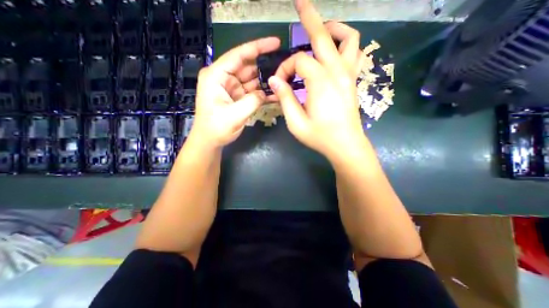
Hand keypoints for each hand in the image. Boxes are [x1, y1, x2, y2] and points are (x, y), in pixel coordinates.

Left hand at [190, 37, 282, 147]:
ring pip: (251, 79)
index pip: (238, 55)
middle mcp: (223, 78)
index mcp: (216, 76)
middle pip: (247, 66)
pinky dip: (261, 93)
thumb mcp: (235, 115)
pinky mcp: (237, 96)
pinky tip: (274, 94)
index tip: (276, 43)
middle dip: (265, 67)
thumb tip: (266, 93)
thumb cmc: (216, 128)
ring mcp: (231, 87)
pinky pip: (251, 91)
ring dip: (265, 82)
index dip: (258, 47)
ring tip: (282, 82)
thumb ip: (253, 101)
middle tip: (283, 69)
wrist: (210, 140)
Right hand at [268, 0, 365, 161]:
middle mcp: (337, 72)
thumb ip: (284, 98)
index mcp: (320, 82)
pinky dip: (346, 44)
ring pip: (348, 39)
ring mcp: (349, 75)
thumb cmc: (320, 136)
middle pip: (324, 36)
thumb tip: (274, 80)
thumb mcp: (296, 122)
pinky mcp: (353, 81)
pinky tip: (335, 50)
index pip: (298, 61)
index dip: (285, 68)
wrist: (345, 145)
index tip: (280, 83)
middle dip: (310, 17)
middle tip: (300, 2)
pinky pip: (355, 53)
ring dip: (334, 29)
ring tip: (321, 30)